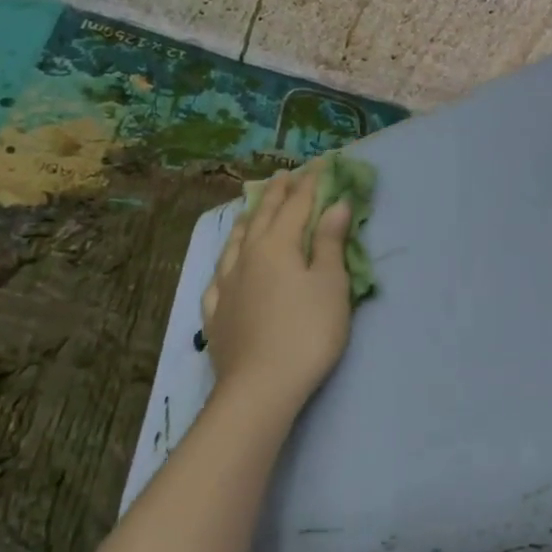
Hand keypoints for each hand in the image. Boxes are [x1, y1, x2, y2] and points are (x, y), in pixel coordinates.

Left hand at [201, 166, 354, 414]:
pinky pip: (218, 275)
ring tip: (253, 209)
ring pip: (235, 241)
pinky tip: (226, 265)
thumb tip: (336, 204)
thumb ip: (331, 243)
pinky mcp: (215, 312)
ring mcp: (226, 284)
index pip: (296, 204)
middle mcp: (247, 256)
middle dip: (277, 192)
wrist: (260, 387)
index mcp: (278, 245)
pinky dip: (227, 260)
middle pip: (263, 216)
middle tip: (285, 174)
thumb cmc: (307, 332)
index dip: (309, 182)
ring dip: (248, 219)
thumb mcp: (331, 285)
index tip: (319, 164)